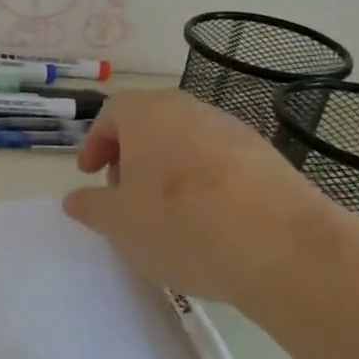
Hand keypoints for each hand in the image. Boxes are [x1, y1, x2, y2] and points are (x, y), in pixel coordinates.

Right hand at [62, 89, 346, 310]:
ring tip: (165, 210)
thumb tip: (75, 198)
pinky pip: (221, 161)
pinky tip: (207, 219)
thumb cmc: (180, 225)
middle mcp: (190, 110)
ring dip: (168, 167)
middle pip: (151, 122)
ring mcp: (234, 130)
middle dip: (131, 154)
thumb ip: (91, 207)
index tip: (90, 174)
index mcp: (147, 114)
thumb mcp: (119, 224)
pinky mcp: (267, 157)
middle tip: (123, 191)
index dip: (96, 143)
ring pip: (187, 140)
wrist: (283, 248)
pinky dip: (204, 181)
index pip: (111, 114)